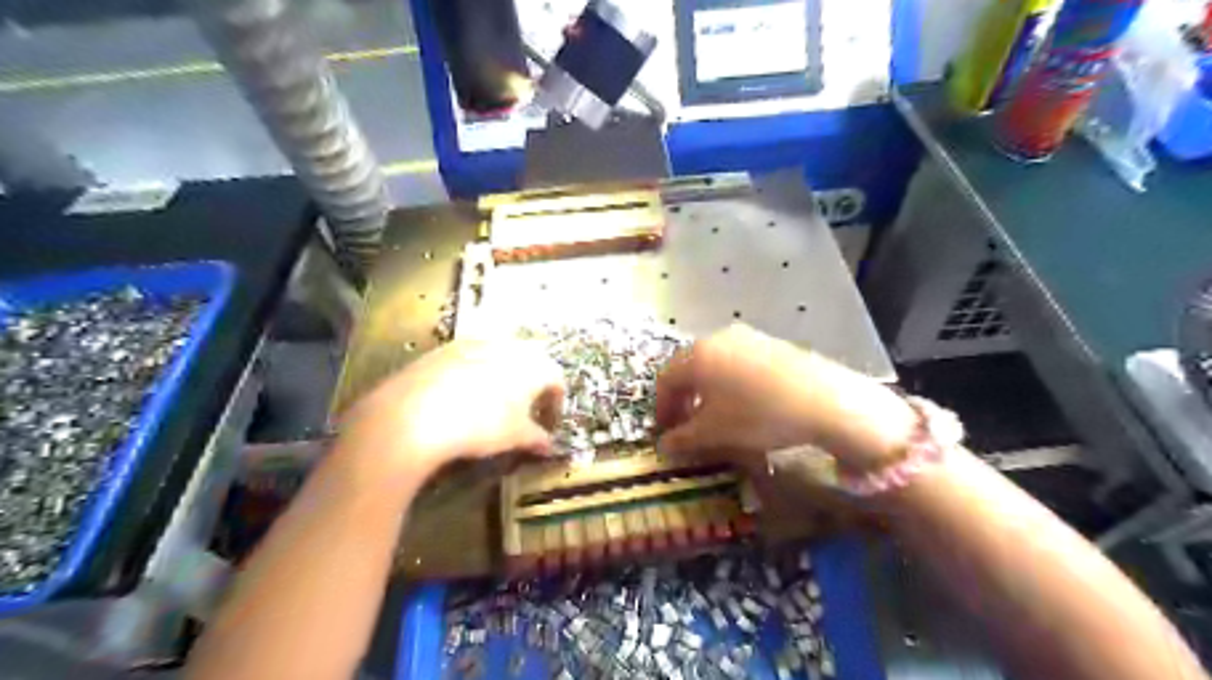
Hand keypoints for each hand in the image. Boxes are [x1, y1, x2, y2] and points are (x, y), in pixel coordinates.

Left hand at [331, 343, 565, 485]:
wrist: (413, 416)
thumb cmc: (479, 426)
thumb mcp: (515, 437)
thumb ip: (537, 438)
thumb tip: (548, 445)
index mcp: (532, 365)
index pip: (556, 379)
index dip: (556, 402)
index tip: (548, 423)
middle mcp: (507, 346)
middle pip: (530, 360)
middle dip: (532, 383)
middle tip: (525, 409)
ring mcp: (473, 343)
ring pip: (499, 354)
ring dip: (503, 375)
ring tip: (492, 402)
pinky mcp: (443, 349)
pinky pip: (469, 357)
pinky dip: (474, 373)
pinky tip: (461, 397)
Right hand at [659, 324, 912, 472]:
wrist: (823, 400)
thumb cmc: (758, 415)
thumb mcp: (715, 433)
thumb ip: (683, 438)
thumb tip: (665, 445)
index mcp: (697, 356)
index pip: (665, 380)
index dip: (661, 409)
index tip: (665, 433)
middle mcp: (717, 338)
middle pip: (689, 369)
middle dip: (684, 400)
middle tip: (687, 426)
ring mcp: (746, 337)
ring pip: (714, 365)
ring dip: (707, 392)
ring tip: (716, 417)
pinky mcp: (770, 343)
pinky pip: (738, 363)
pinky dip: (730, 384)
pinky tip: (745, 404)